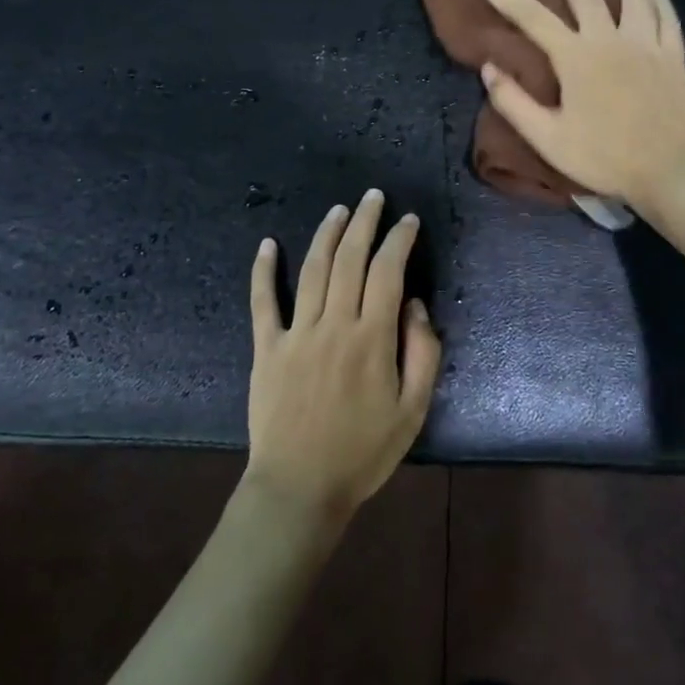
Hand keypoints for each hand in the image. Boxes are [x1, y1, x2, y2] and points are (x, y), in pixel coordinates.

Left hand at [244, 190, 441, 521]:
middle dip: (364, 223)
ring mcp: (296, 333)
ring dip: (327, 235)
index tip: (408, 221)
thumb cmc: (363, 452)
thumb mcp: (413, 411)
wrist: (300, 487)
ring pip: (313, 270)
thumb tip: (414, 305)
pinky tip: (267, 244)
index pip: (388, 273)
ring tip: (339, 210)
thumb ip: (422, 353)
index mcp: (371, 339)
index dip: (399, 241)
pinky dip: (263, 271)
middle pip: (350, 260)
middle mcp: (333, 325)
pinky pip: (262, 302)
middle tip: (373, 197)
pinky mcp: (266, 348)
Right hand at [472, 0, 684, 210]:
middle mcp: (611, 40)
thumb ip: (514, 102)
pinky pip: (666, 19)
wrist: (671, 170)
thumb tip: (489, 68)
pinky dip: (659, 0)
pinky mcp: (673, 58)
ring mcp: (647, 46)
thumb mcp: (548, 138)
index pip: (531, 18)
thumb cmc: (604, 157)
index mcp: (576, 58)